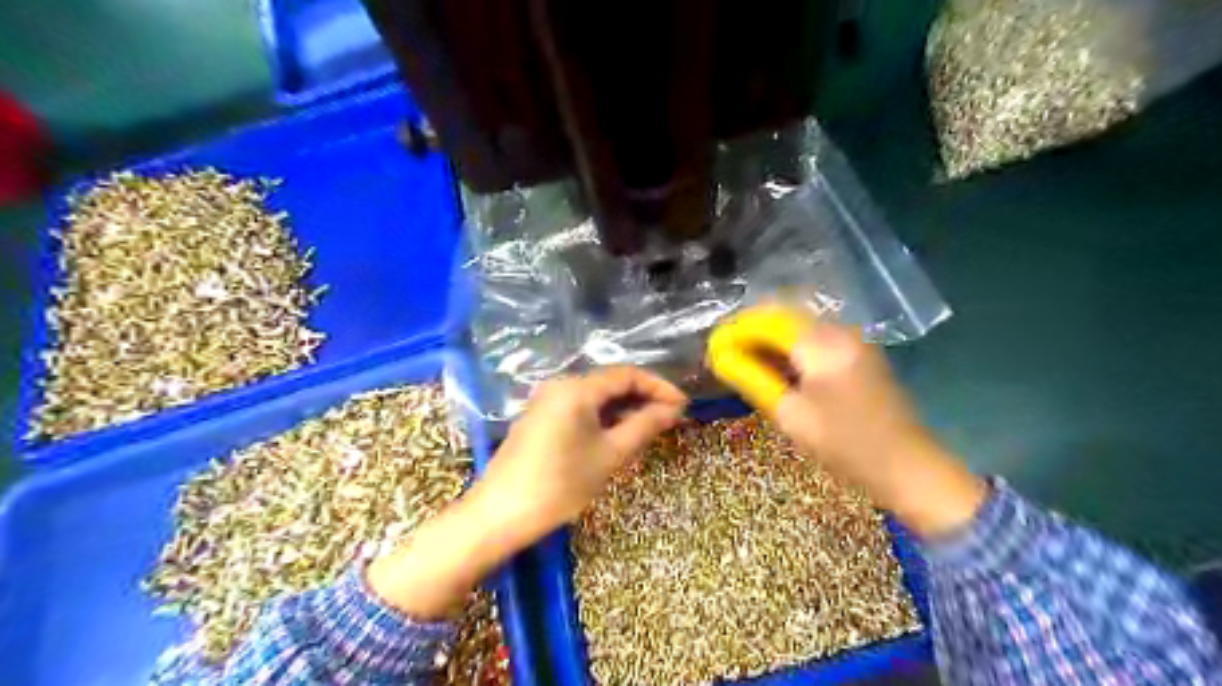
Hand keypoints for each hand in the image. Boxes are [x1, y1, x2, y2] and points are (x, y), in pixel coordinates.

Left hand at [366, 368, 682, 618]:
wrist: (499, 514)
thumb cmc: (560, 484)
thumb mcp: (609, 455)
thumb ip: (644, 426)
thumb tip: (672, 409)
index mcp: (577, 388)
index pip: (627, 374)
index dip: (659, 387)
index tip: (683, 405)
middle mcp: (560, 385)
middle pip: (611, 382)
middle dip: (643, 397)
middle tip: (671, 418)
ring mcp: (546, 400)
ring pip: (595, 396)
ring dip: (624, 408)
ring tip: (650, 428)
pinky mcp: (539, 417)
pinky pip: (580, 408)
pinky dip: (603, 417)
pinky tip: (618, 434)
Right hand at [712, 308, 985, 538]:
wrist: (907, 465)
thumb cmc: (845, 445)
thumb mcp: (790, 415)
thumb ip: (752, 379)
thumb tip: (721, 358)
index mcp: (822, 344)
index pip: (768, 320)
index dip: (736, 330)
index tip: (713, 346)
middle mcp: (840, 331)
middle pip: (784, 316)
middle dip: (751, 330)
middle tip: (725, 352)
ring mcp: (854, 339)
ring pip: (800, 325)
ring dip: (770, 338)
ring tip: (745, 360)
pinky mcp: (860, 352)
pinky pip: (816, 337)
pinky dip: (791, 346)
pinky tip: (777, 366)